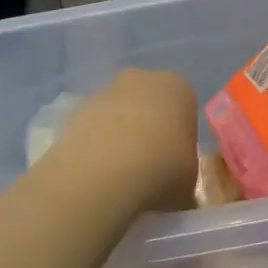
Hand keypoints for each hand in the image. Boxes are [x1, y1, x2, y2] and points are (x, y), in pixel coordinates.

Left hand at [48, 69, 198, 215]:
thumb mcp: (189, 182)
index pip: (185, 108)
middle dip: (148, 128)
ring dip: (119, 135)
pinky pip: (94, 126)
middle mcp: (142, 79)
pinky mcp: (77, 108)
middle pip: (149, 103)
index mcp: (178, 88)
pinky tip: (97, 171)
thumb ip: (185, 175)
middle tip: (149, 166)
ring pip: (118, 112)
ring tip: (119, 174)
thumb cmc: (161, 169)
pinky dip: (96, 144)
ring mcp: (106, 90)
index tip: (176, 163)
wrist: (104, 171)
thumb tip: (178, 189)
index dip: (181, 137)